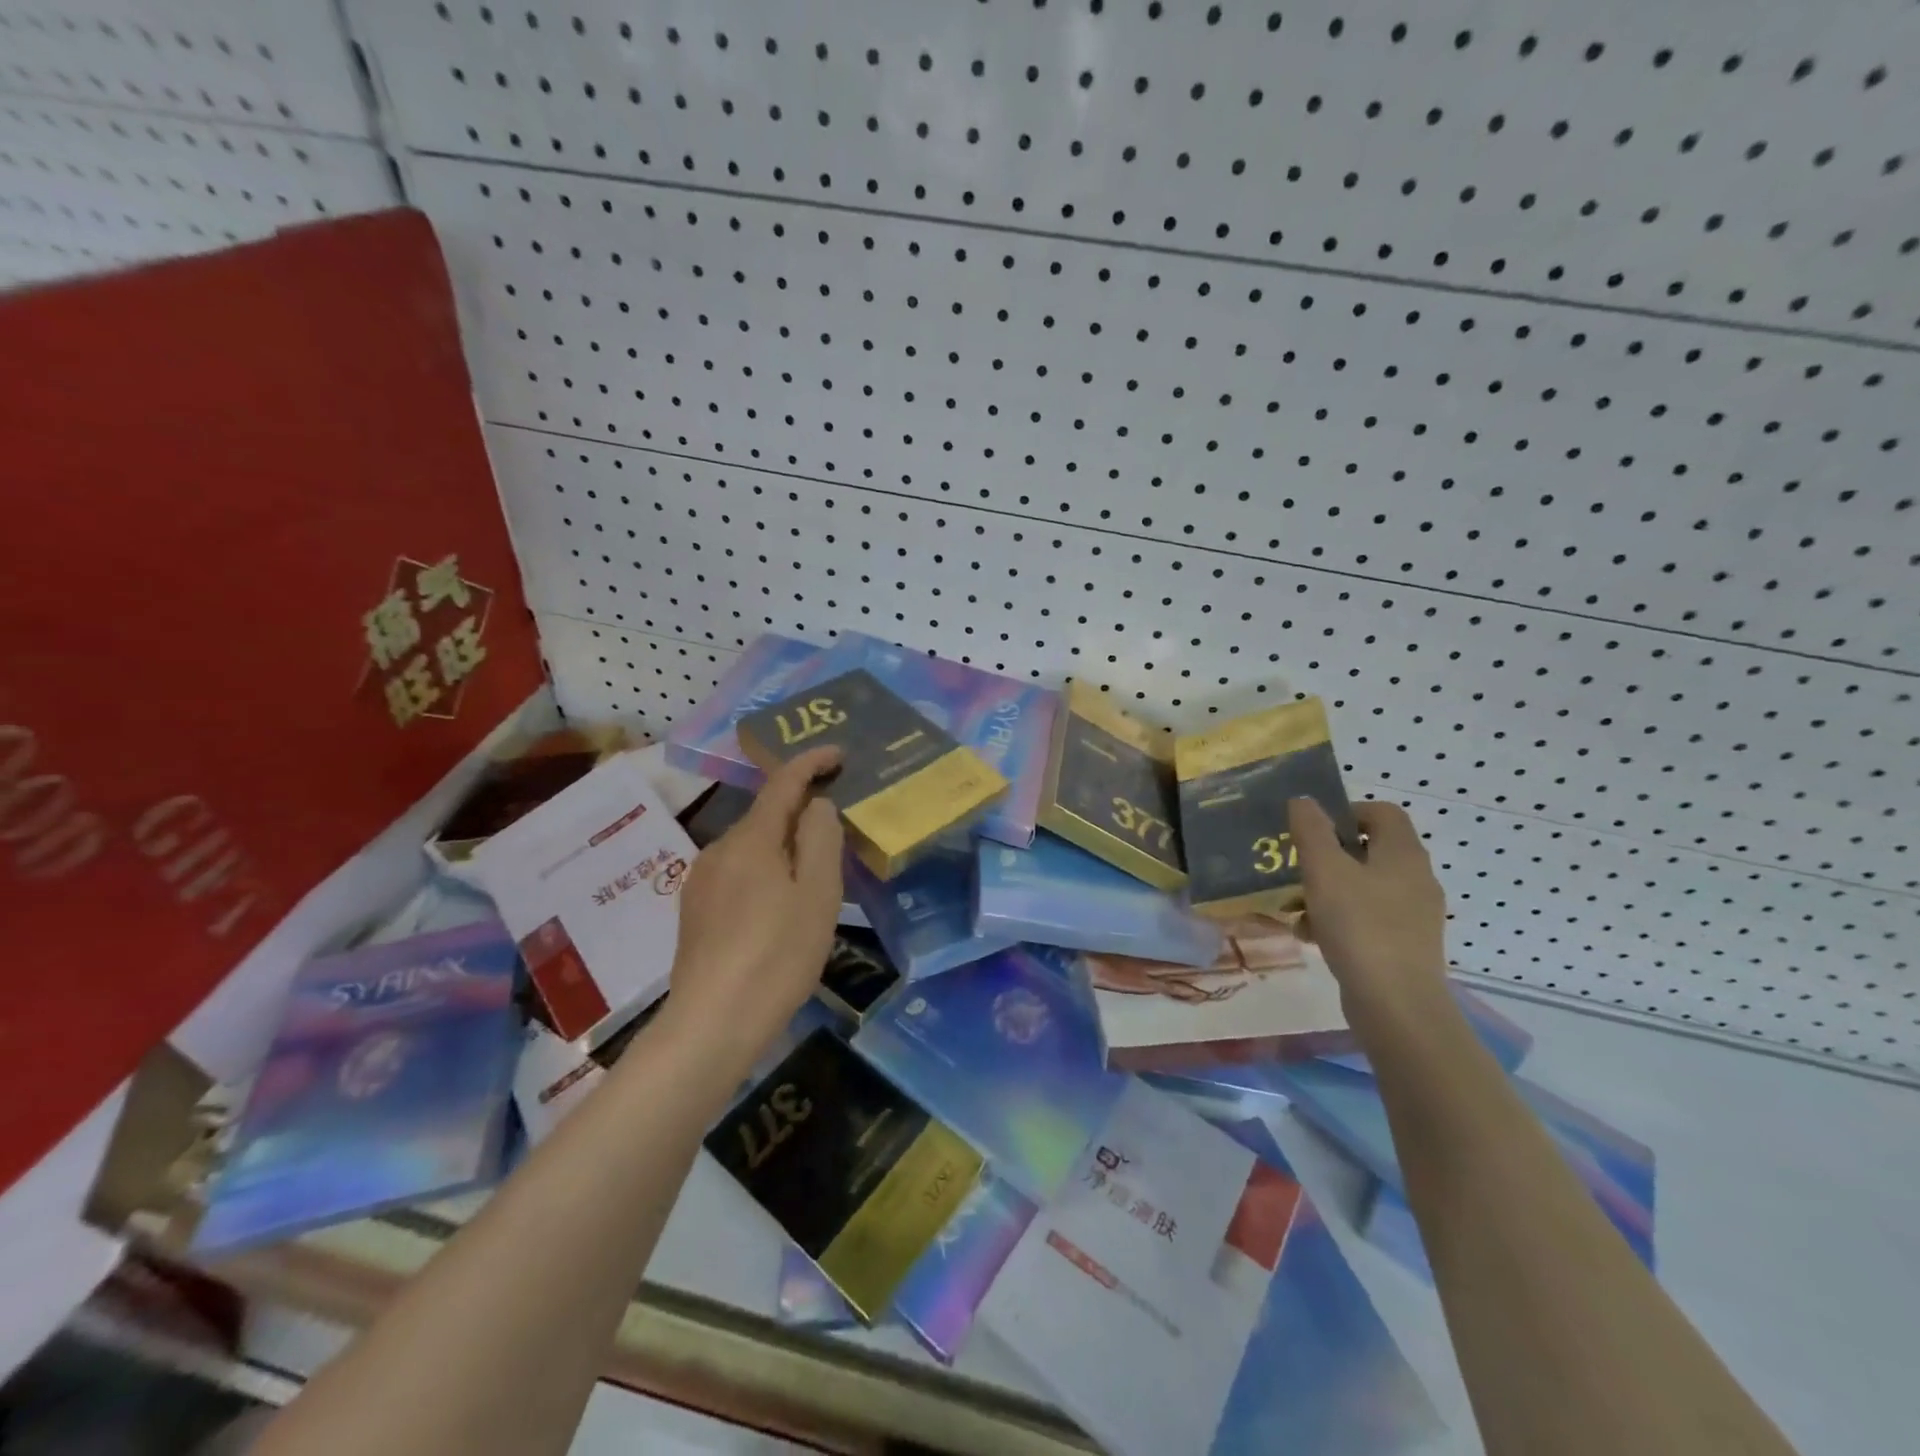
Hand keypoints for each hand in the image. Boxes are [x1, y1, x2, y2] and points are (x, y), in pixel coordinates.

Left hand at [668, 747, 844, 1056]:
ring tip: (813, 878)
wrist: (713, 1023)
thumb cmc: (777, 954)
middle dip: (801, 813)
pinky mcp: (695, 910)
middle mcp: (719, 849)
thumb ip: (820, 839)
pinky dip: (765, 873)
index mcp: (752, 839)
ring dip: (783, 848)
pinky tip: (778, 909)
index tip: (838, 753)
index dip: (811, 762)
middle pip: (766, 816)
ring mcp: (701, 881)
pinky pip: (738, 873)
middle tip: (838, 831)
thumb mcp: (817, 894)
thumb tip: (815, 805)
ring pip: (752, 848)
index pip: (783, 783)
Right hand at [1289, 797, 1448, 1020]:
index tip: (1311, 831)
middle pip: (1369, 849)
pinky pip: (1368, 917)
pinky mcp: (1405, 944)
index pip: (1381, 812)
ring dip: (1328, 890)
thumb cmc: (1359, 927)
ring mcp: (1414, 914)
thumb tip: (1303, 800)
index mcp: (1403, 853)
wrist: (1396, 1005)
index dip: (1344, 812)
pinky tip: (1312, 936)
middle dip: (1328, 856)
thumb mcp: (1324, 871)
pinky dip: (1339, 919)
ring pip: (1364, 886)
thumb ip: (1311, 831)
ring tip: (1297, 909)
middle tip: (1297, 869)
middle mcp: (1416, 878)